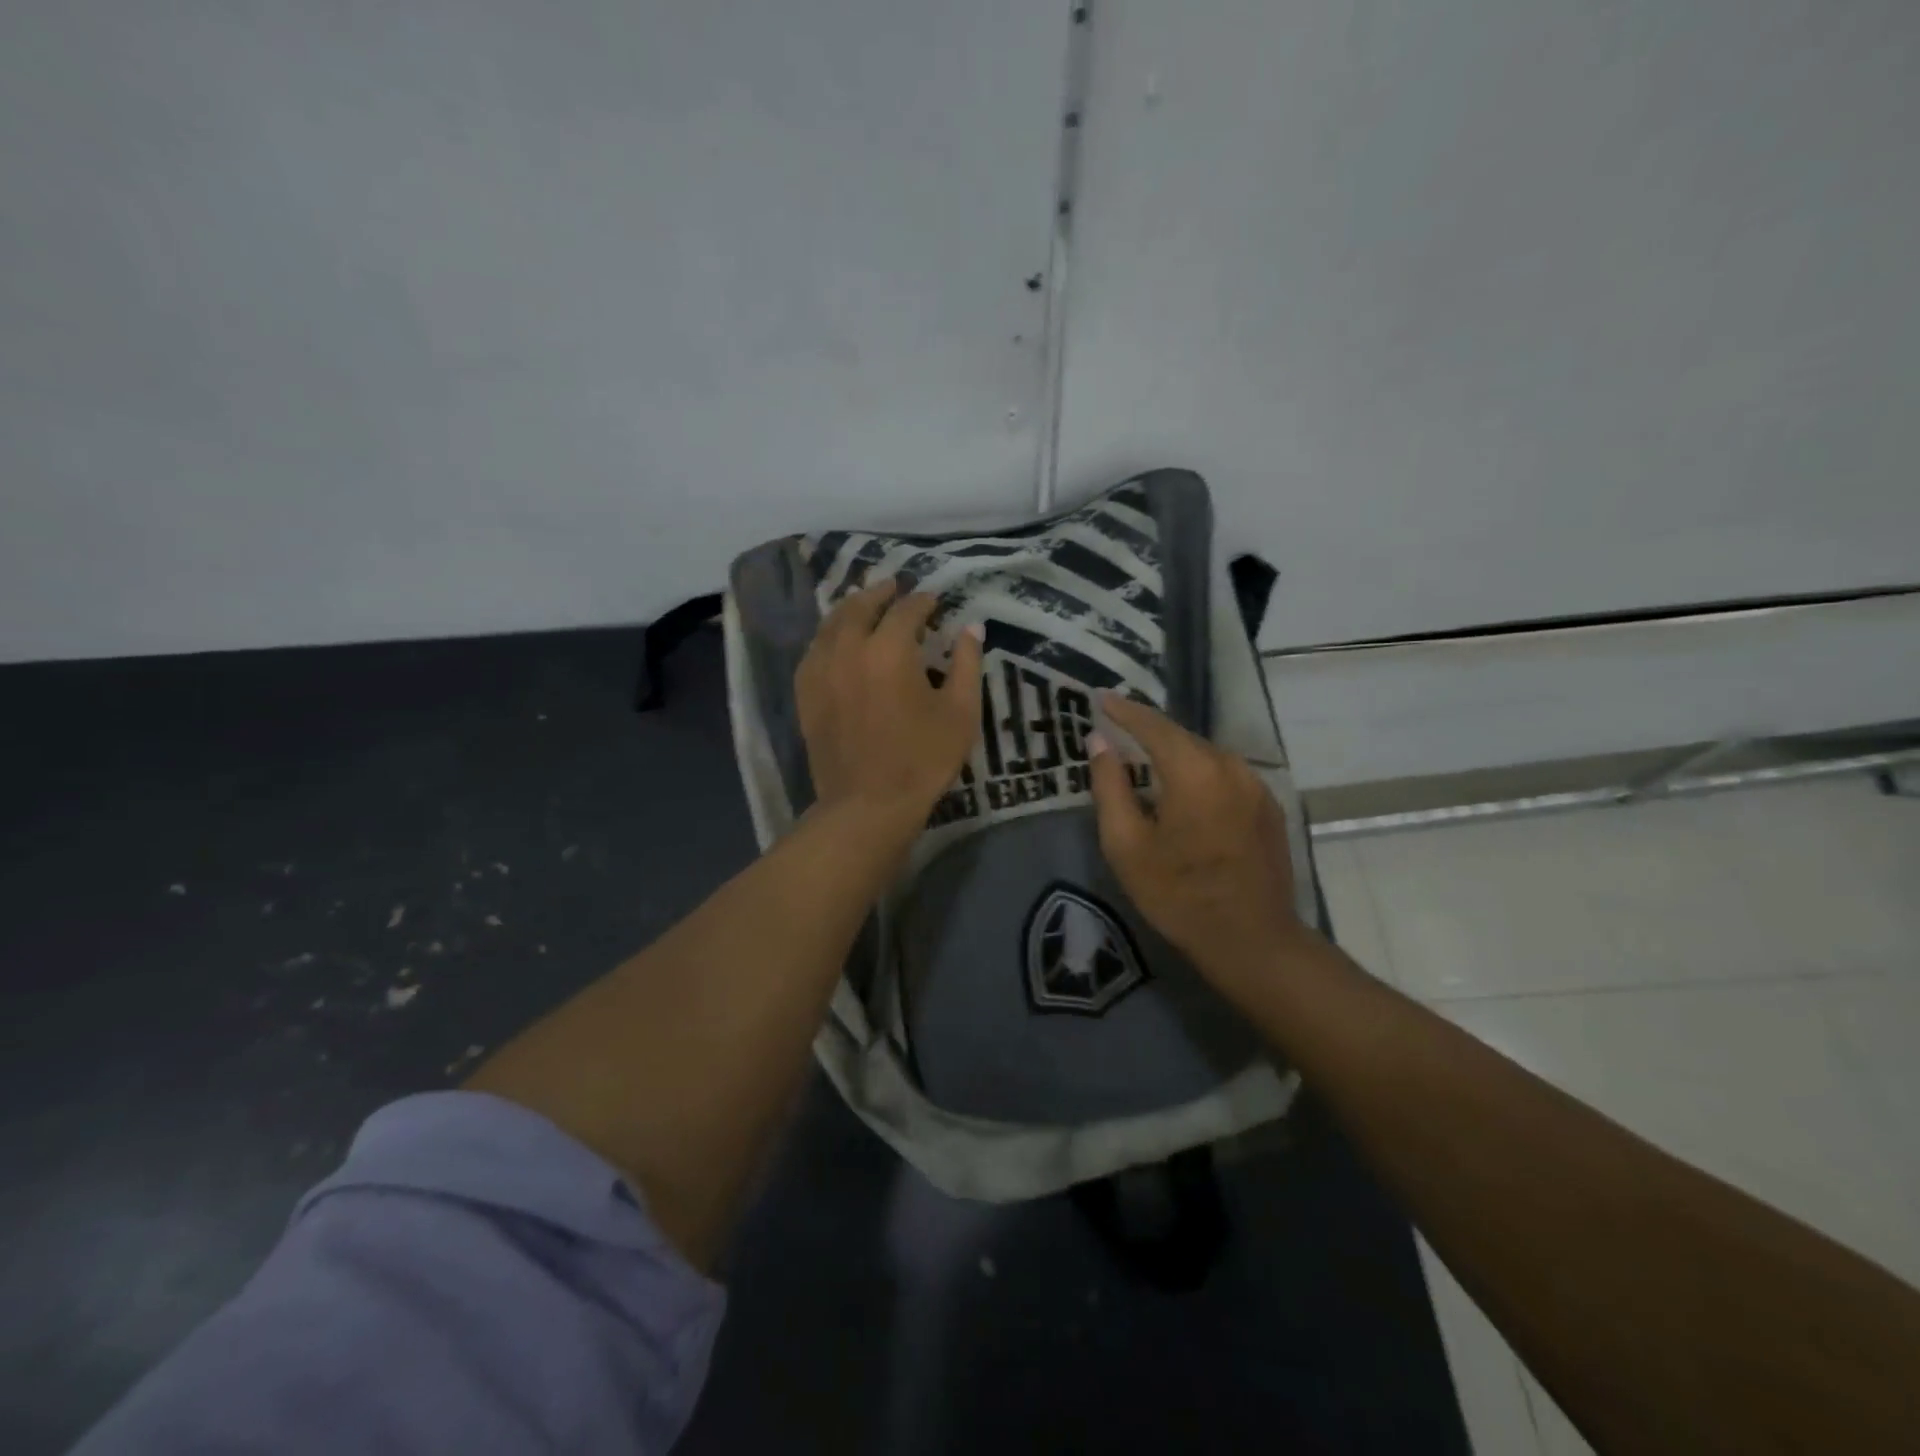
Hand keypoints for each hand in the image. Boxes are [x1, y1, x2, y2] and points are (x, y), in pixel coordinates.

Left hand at [796, 580, 983, 826]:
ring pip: (832, 623)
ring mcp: (821, 669)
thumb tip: (971, 627)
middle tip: (895, 587)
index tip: (934, 601)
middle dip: (881, 592)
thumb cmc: (922, 760)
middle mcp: (849, 648)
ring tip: (866, 605)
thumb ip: (967, 663)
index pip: (907, 610)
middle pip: (861, 605)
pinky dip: (830, 635)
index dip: (923, 602)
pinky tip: (839, 640)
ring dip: (852, 608)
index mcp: (889, 649)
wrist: (868, 804)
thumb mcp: (961, 712)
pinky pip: (814, 649)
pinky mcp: (806, 692)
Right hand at [1088, 694, 1306, 995]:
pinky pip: (1225, 775)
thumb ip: (1110, 787)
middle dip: (1148, 731)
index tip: (1101, 698)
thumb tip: (1100, 742)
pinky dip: (1199, 773)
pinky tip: (1184, 791)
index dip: (1125, 711)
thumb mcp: (1126, 845)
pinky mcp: (1269, 806)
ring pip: (1206, 755)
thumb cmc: (1178, 896)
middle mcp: (1231, 767)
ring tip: (1146, 760)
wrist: (1252, 941)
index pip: (1153, 726)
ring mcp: (1256, 786)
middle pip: (1182, 737)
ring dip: (1175, 753)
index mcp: (1194, 772)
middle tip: (1118, 728)